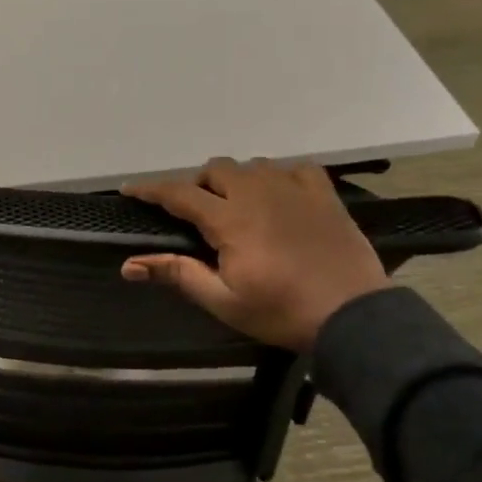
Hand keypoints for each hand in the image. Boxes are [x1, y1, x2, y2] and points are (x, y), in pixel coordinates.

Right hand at [120, 158, 389, 351]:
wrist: (352, 316)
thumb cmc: (281, 312)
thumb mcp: (223, 301)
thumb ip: (178, 274)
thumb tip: (129, 265)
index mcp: (230, 219)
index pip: (179, 194)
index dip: (150, 190)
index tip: (129, 189)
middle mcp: (258, 192)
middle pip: (217, 169)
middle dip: (198, 184)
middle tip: (197, 214)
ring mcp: (294, 189)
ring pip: (254, 165)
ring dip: (237, 180)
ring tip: (238, 206)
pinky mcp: (323, 195)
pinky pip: (295, 168)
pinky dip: (279, 177)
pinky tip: (280, 196)